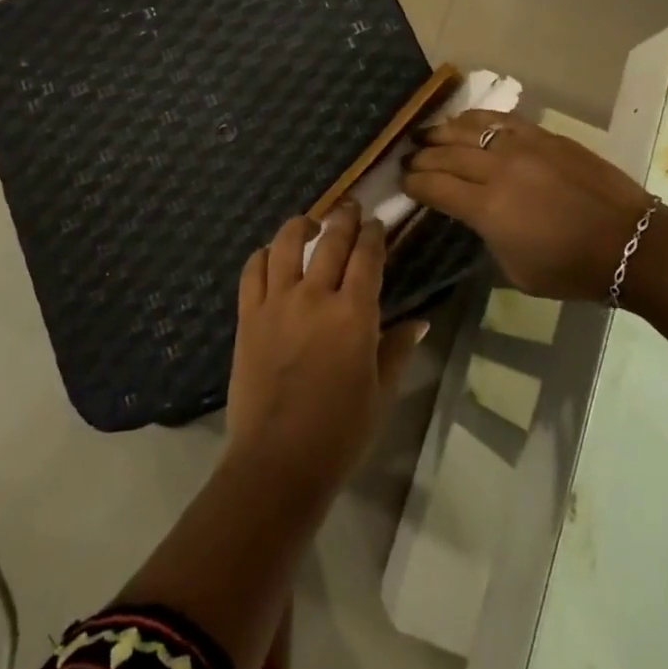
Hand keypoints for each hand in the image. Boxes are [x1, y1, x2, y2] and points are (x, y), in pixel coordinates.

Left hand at [225, 203, 427, 502]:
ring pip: (285, 244)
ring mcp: (277, 303)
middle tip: (350, 207)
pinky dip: (262, 255)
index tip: (377, 223)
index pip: (367, 257)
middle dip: (343, 218)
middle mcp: (315, 297)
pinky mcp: (248, 316)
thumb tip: (419, 321)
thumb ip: (397, 349)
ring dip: (300, 225)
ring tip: (309, 221)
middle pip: (330, 241)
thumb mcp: (381, 393)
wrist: (278, 461)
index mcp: (353, 315)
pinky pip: (252, 271)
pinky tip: (270, 254)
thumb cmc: (340, 433)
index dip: (373, 235)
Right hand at [405, 112, 654, 301]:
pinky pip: (499, 119)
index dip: (412, 184)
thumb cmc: (571, 269)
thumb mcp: (515, 269)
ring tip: (425, 134)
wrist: (630, 243)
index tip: (401, 182)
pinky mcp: (543, 135)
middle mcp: (497, 169)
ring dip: (441, 131)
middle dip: (420, 157)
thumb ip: (486, 235)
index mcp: (487, 208)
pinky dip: (475, 118)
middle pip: (445, 154)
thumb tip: (473, 214)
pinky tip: (464, 120)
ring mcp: (521, 146)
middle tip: (406, 159)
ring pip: (468, 129)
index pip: (434, 187)